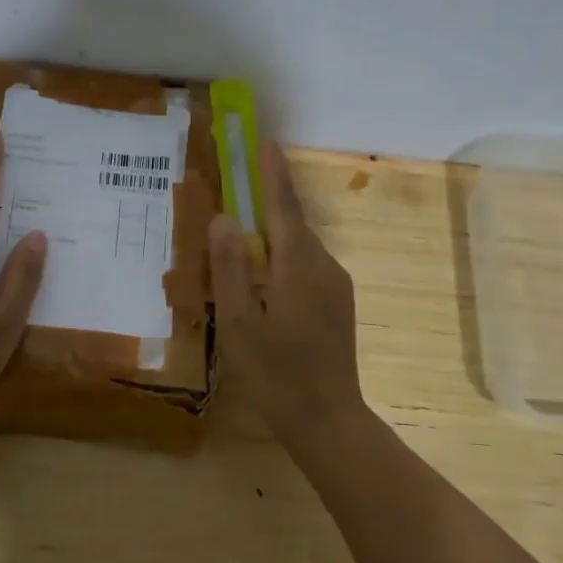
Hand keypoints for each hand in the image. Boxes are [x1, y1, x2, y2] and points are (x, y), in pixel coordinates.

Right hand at [209, 140, 366, 442]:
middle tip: (240, 186)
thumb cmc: (277, 374)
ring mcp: (336, 286)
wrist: (329, 420)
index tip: (266, 142)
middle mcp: (323, 266)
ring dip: (275, 233)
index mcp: (298, 266)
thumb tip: (224, 218)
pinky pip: (307, 266)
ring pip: (300, 247)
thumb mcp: (240, 323)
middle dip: (270, 200)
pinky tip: (265, 278)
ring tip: (243, 235)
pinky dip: (284, 258)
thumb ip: (231, 269)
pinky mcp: (338, 305)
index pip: (284, 207)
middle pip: (293, 224)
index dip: (273, 173)